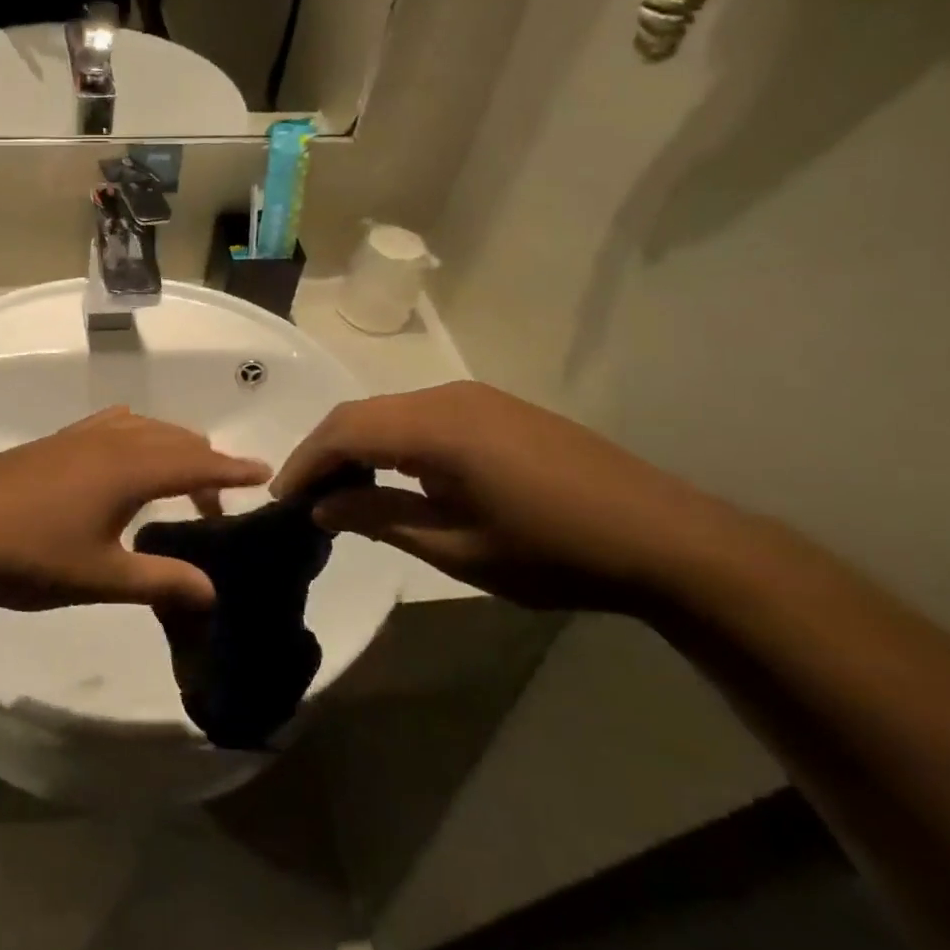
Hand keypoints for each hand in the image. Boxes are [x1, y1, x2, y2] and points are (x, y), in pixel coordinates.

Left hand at [0, 407, 269, 612]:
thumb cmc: (29, 557)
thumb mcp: (101, 578)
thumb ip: (160, 580)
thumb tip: (212, 590)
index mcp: (129, 469)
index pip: (196, 461)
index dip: (232, 469)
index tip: (264, 473)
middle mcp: (110, 441)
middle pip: (174, 439)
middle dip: (204, 464)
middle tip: (215, 505)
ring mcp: (78, 437)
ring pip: (143, 428)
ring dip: (169, 448)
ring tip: (176, 481)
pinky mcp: (53, 443)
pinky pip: (111, 425)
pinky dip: (137, 437)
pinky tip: (124, 461)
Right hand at [273, 382, 743, 613]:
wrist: (668, 539)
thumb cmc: (555, 552)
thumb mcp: (458, 548)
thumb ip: (380, 520)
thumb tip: (321, 507)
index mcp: (436, 427)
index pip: (345, 431)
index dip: (306, 462)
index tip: (281, 500)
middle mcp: (448, 397)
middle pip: (362, 414)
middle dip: (325, 453)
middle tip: (303, 498)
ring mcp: (475, 399)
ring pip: (389, 412)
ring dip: (357, 446)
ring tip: (341, 491)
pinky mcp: (496, 410)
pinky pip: (421, 416)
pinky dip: (390, 442)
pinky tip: (393, 476)